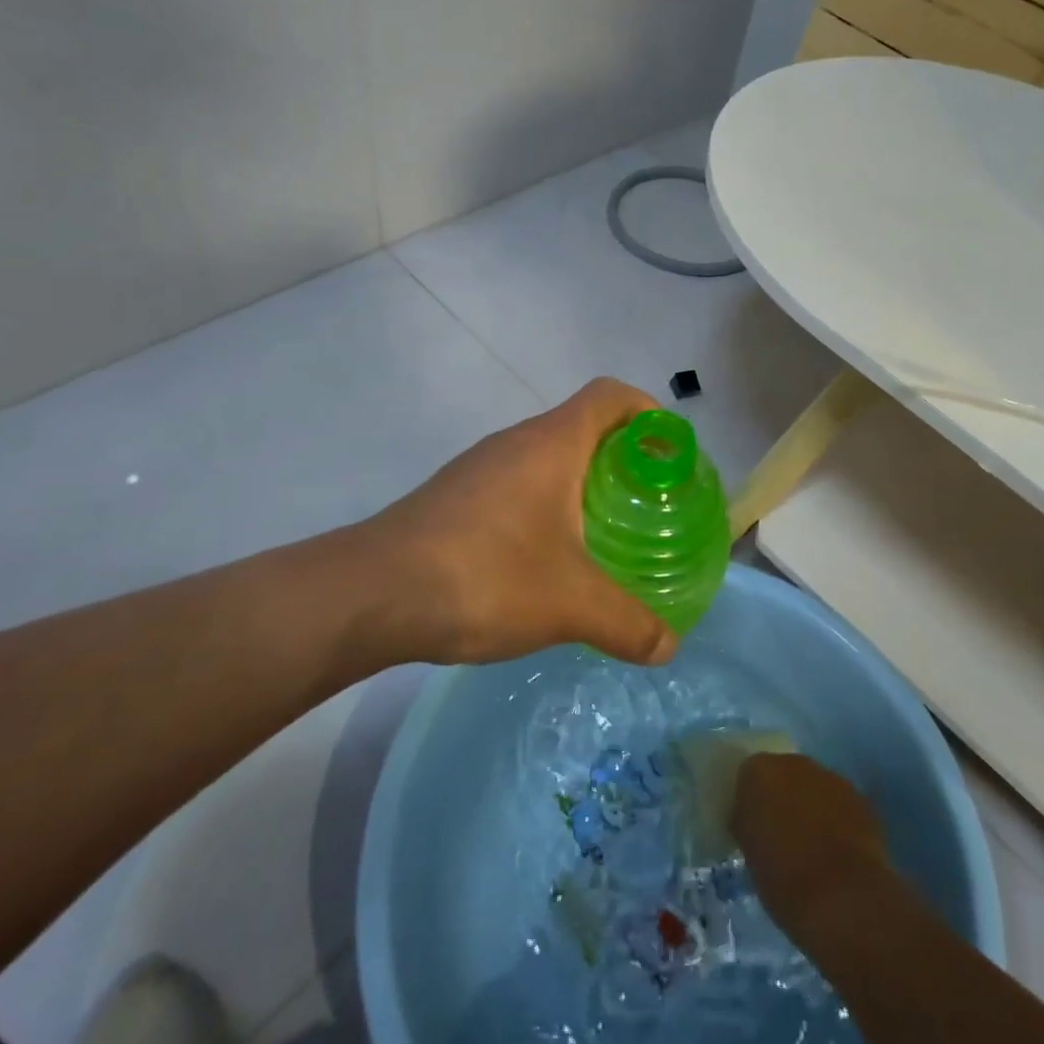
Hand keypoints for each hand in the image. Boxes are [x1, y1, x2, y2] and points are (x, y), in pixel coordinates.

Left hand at [357, 378, 678, 666]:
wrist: (372, 594)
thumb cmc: (485, 576)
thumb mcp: (570, 605)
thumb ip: (627, 624)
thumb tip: (668, 648)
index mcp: (551, 444)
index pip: (611, 396)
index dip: (649, 412)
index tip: (672, 453)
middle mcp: (515, 442)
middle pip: (582, 426)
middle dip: (622, 458)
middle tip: (648, 505)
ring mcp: (479, 468)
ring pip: (546, 458)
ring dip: (580, 485)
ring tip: (604, 535)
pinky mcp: (455, 497)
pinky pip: (515, 486)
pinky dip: (544, 507)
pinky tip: (545, 561)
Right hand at [733, 753, 889, 934]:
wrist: (843, 899)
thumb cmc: (783, 879)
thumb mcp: (749, 853)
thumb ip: (749, 824)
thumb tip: (754, 822)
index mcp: (759, 772)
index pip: (749, 776)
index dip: (752, 801)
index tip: (754, 826)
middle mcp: (794, 763)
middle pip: (784, 775)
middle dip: (783, 798)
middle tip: (782, 834)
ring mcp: (831, 778)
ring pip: (815, 788)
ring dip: (812, 807)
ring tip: (813, 846)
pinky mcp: (861, 800)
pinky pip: (840, 805)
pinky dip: (837, 821)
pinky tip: (838, 851)